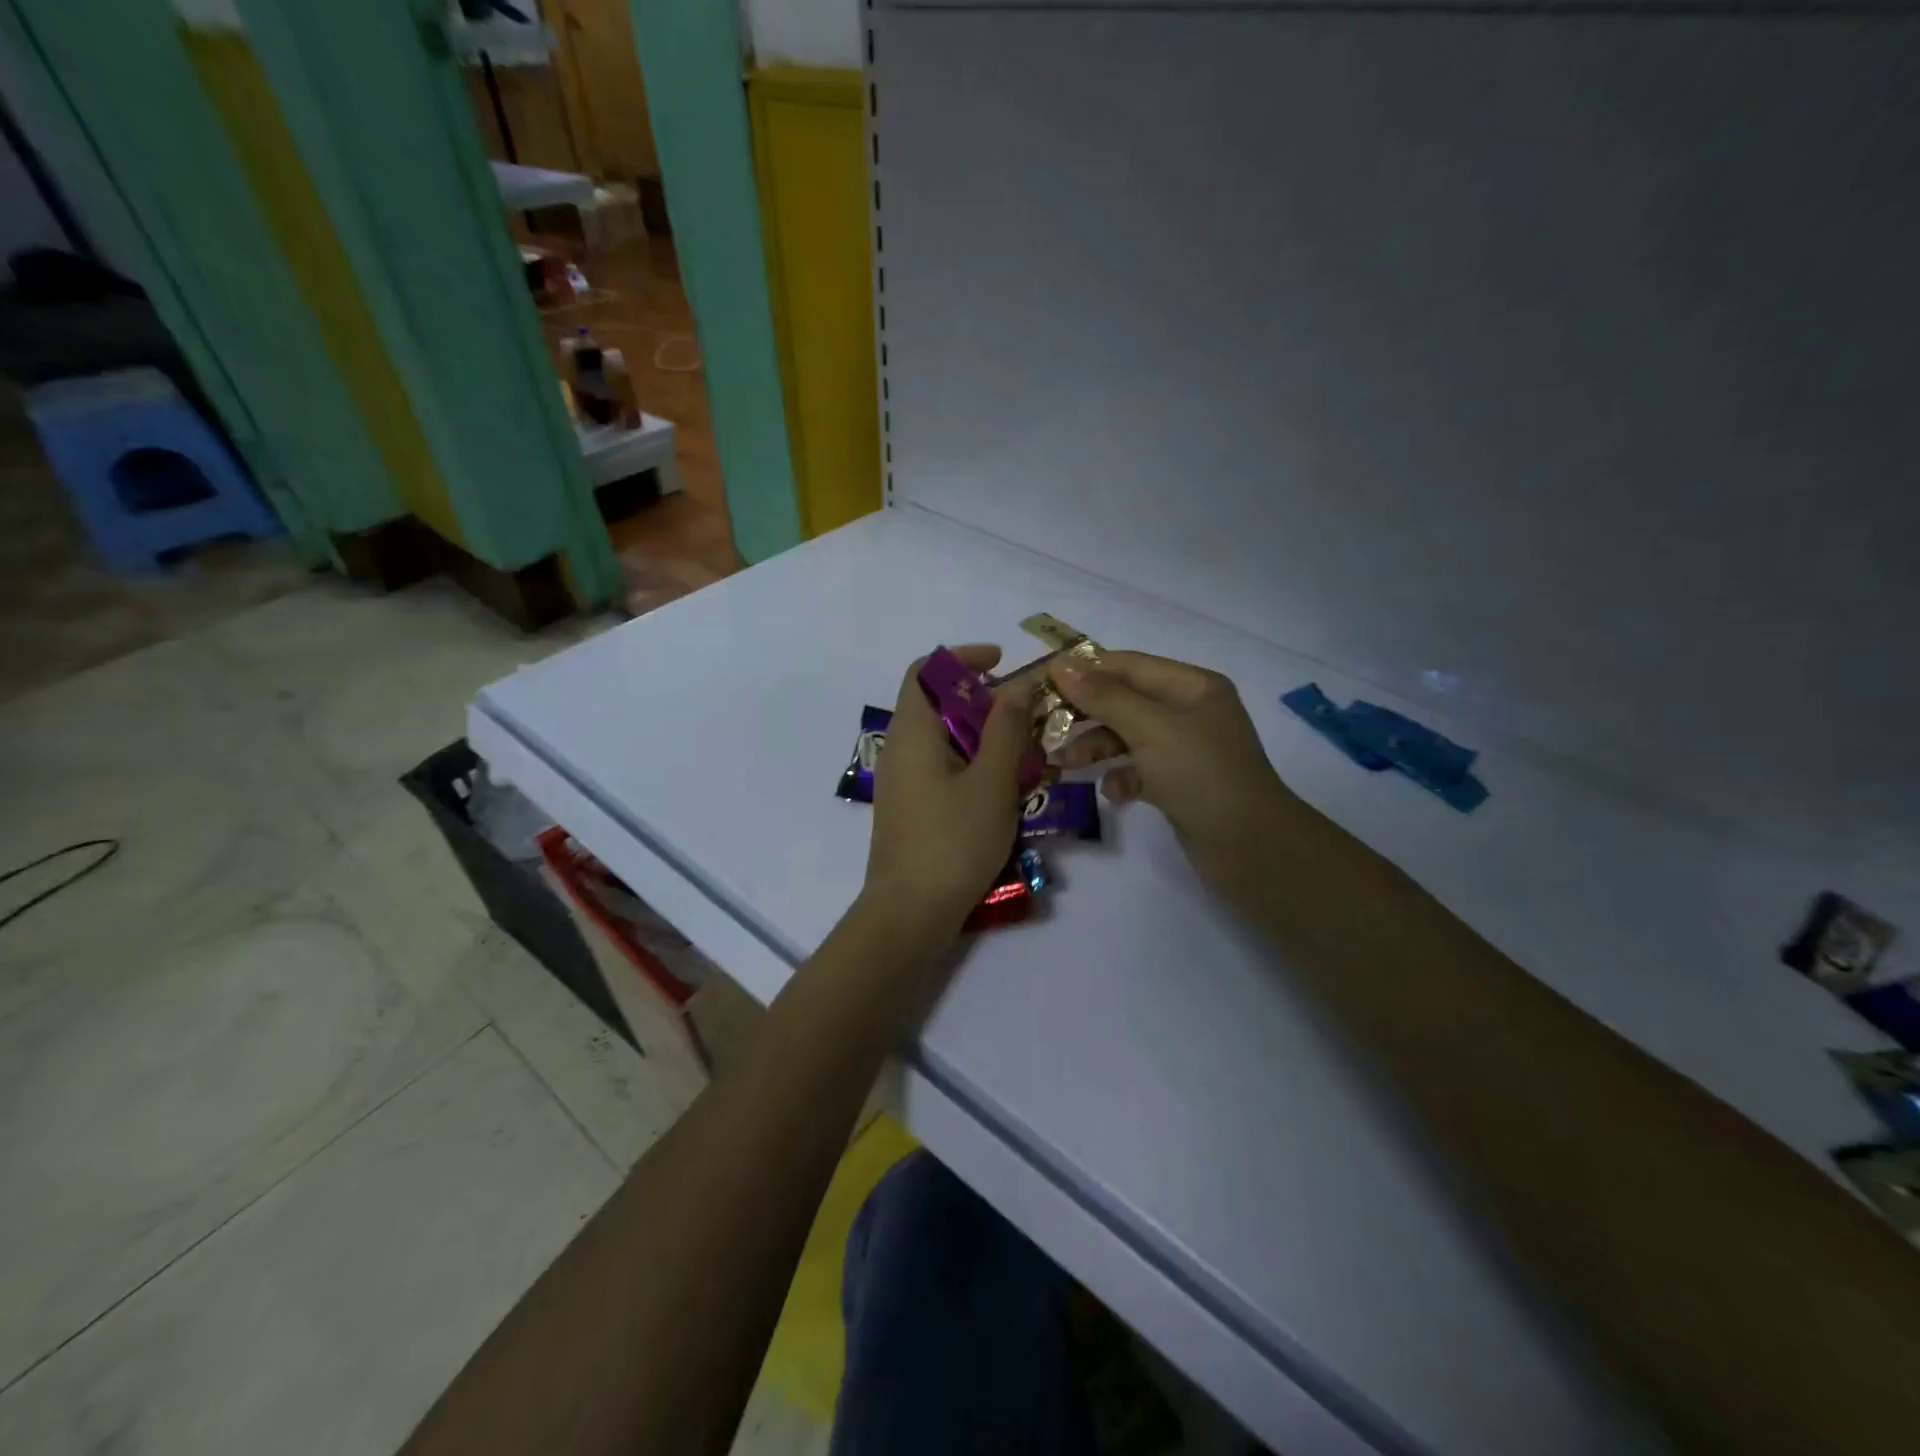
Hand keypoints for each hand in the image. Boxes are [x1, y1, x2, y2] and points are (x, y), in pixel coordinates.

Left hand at [860, 645, 1033, 939]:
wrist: (910, 913)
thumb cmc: (953, 841)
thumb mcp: (992, 782)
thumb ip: (1006, 729)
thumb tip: (1016, 686)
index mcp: (913, 732)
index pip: (925, 670)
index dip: (962, 658)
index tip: (1001, 663)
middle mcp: (900, 749)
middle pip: (939, 704)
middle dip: (985, 702)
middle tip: (1026, 717)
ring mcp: (903, 781)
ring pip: (945, 740)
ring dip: (984, 738)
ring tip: (1024, 756)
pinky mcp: (911, 808)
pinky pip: (943, 769)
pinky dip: (973, 765)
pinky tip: (1004, 790)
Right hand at [1048, 651, 1294, 860]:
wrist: (1251, 848)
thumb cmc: (1202, 775)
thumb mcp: (1150, 729)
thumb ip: (1104, 697)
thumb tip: (1060, 664)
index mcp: (1191, 686)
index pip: (1128, 665)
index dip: (1085, 670)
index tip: (1042, 682)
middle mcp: (1189, 711)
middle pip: (1125, 701)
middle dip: (1086, 714)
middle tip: (1045, 726)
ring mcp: (1185, 749)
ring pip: (1127, 737)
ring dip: (1095, 747)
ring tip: (1065, 765)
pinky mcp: (1179, 783)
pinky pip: (1139, 769)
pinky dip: (1122, 777)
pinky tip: (1114, 793)